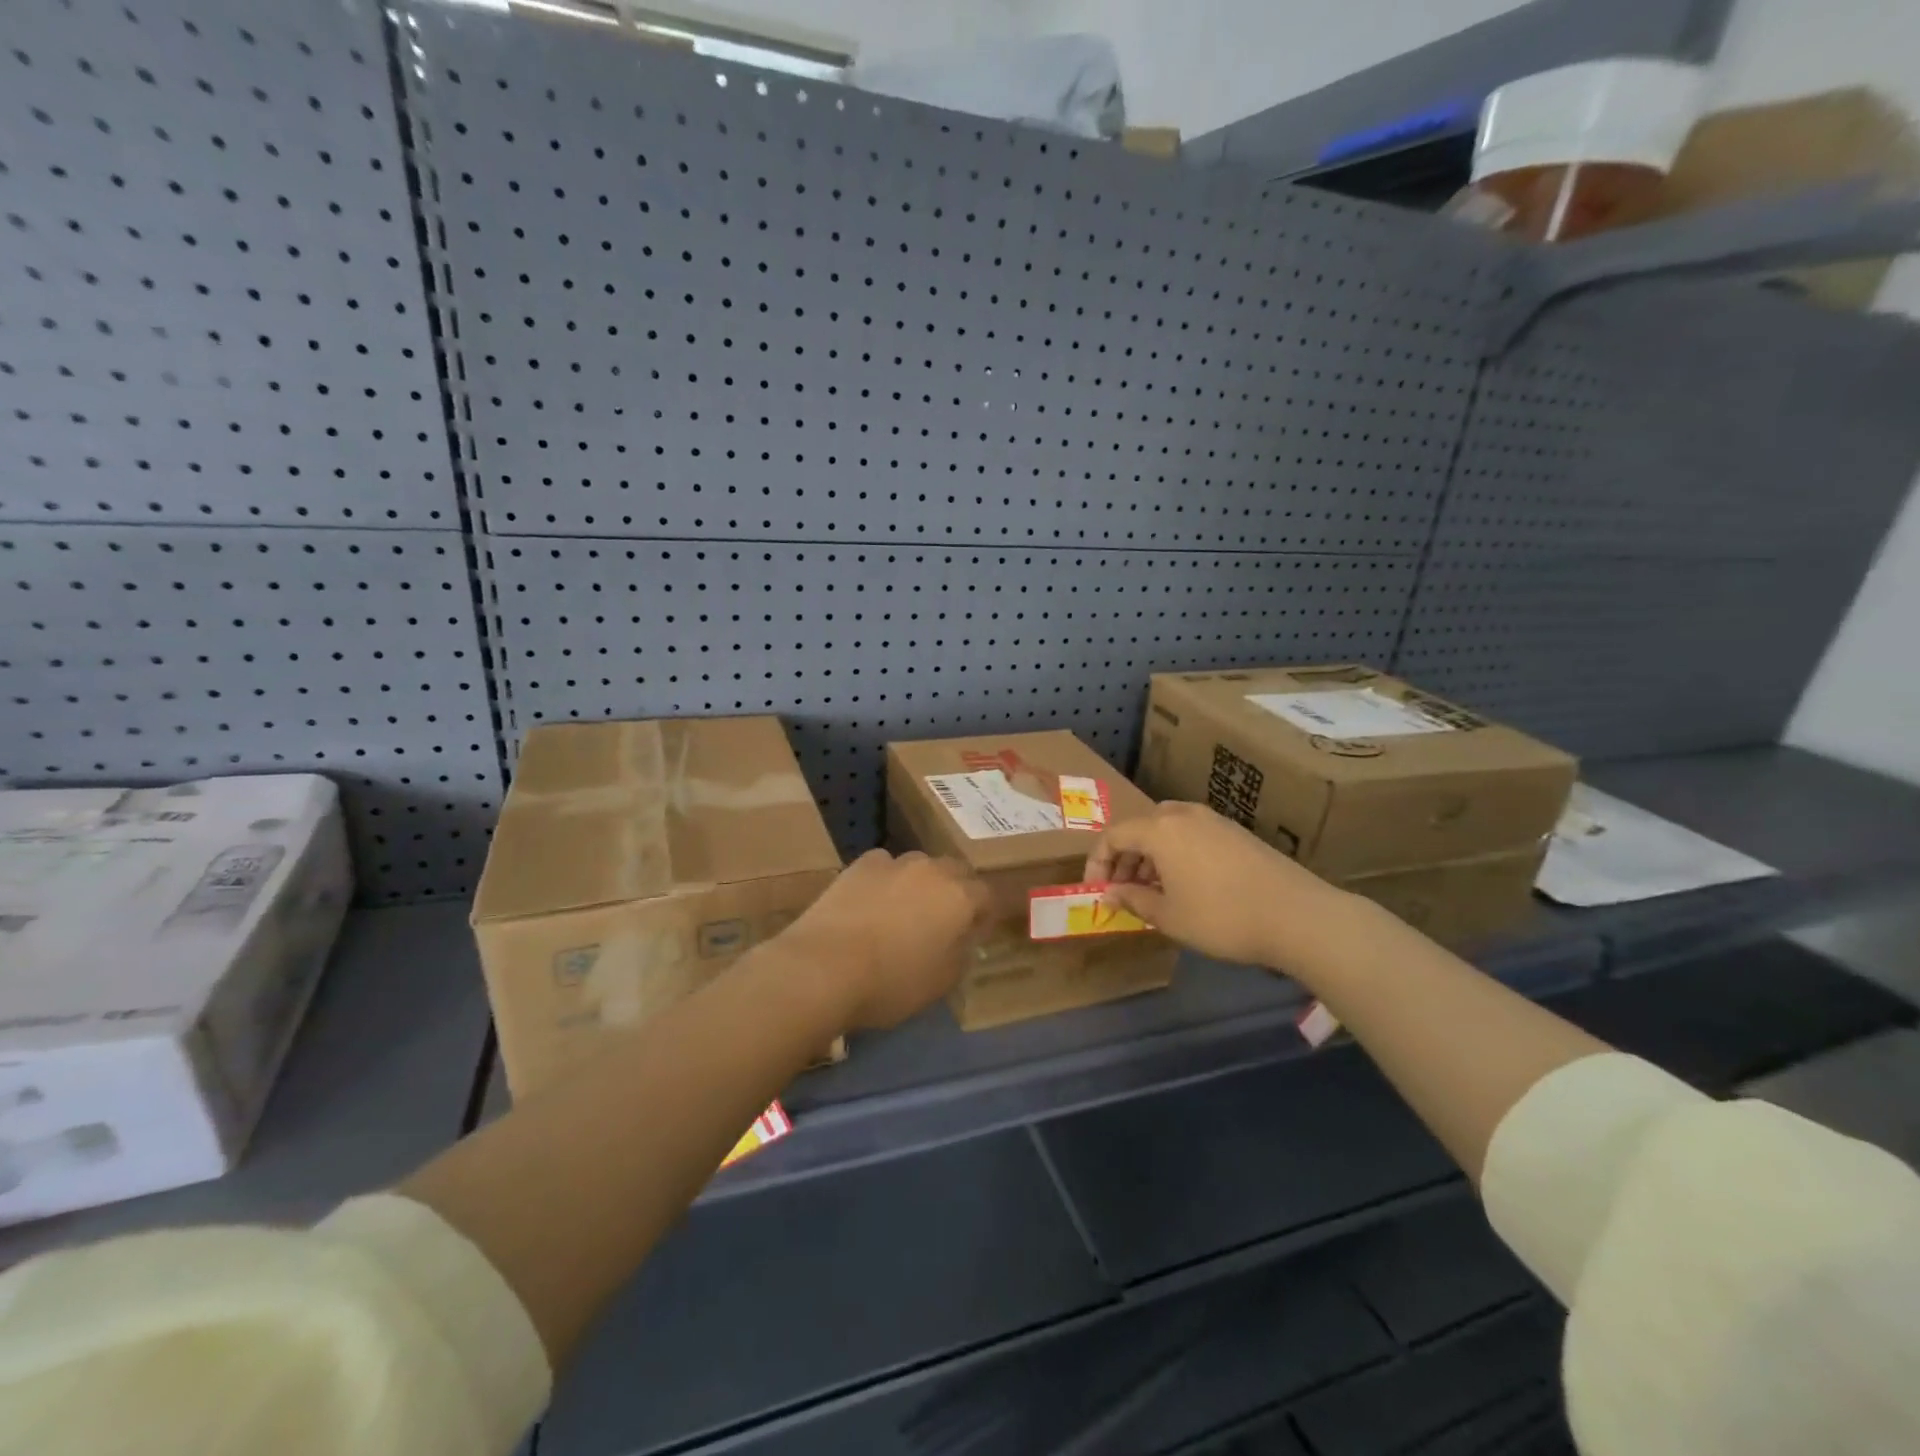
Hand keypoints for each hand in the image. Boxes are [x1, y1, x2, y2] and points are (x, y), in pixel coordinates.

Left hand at [780, 850, 993, 1029]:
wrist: (824, 967)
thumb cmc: (891, 982)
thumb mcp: (941, 982)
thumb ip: (961, 954)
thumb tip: (963, 939)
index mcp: (960, 898)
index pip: (987, 896)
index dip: (984, 915)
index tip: (975, 934)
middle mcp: (933, 870)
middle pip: (956, 871)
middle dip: (956, 891)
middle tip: (944, 920)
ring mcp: (894, 862)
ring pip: (920, 865)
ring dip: (921, 883)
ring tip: (905, 910)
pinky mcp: (860, 865)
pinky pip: (885, 865)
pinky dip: (886, 879)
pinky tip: (872, 901)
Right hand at [1084, 801, 1357, 970]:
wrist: (1298, 915)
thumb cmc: (1222, 917)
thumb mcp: (1169, 916)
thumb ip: (1133, 900)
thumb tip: (1109, 893)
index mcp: (1160, 829)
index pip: (1113, 836)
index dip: (1097, 864)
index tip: (1097, 892)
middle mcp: (1183, 814)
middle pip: (1139, 829)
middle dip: (1124, 860)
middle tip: (1123, 893)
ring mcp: (1213, 820)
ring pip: (1166, 830)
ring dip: (1150, 857)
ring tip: (1152, 892)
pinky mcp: (1236, 832)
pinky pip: (1191, 835)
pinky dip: (1176, 855)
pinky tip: (1185, 886)